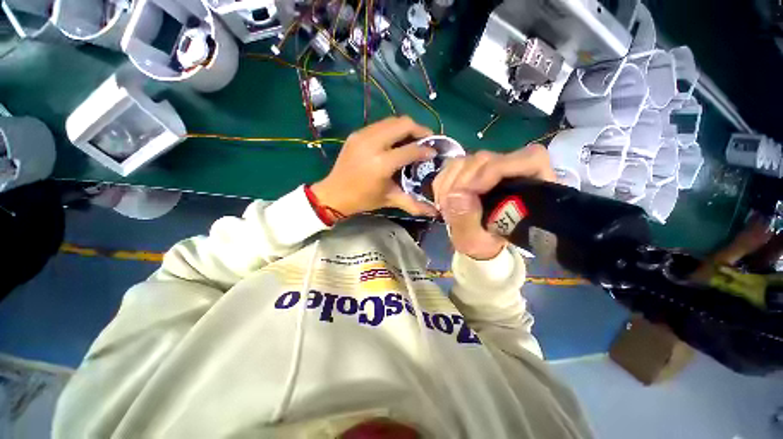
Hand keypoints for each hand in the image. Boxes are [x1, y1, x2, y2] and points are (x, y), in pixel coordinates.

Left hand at [312, 116, 438, 216]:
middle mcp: (373, 144)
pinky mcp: (356, 134)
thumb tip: (435, 212)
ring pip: (391, 120)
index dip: (426, 150)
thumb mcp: (390, 200)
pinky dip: (392, 129)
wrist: (334, 194)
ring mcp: (362, 136)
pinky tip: (395, 140)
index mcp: (382, 164)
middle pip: (403, 124)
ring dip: (406, 127)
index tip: (434, 152)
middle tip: (427, 140)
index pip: (410, 149)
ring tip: (413, 139)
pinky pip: (380, 125)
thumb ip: (414, 204)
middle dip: (420, 129)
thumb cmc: (363, 199)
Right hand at [433, 145, 555, 259]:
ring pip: (465, 160)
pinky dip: (442, 183)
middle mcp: (511, 170)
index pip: (528, 159)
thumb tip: (455, 195)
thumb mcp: (475, 241)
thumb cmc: (484, 243)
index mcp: (531, 187)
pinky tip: (441, 200)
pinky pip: (451, 166)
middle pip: (486, 158)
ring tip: (445, 207)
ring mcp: (488, 167)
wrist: (474, 239)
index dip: (498, 168)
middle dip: (461, 182)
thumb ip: (467, 220)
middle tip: (448, 206)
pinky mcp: (471, 168)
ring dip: (448, 184)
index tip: (472, 189)